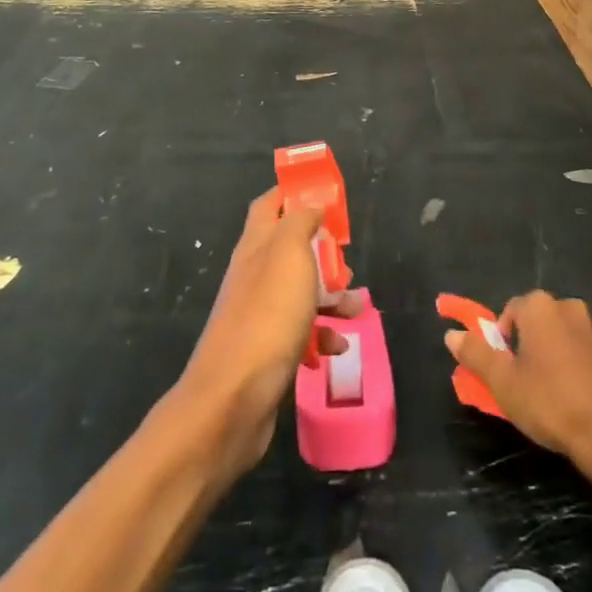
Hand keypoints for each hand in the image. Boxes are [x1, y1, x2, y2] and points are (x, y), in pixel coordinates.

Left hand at [177, 188, 360, 483]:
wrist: (234, 398)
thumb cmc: (267, 316)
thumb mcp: (289, 254)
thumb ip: (300, 222)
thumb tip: (310, 203)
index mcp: (255, 246)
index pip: (269, 205)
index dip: (294, 194)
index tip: (326, 195)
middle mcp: (254, 275)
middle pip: (290, 249)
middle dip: (323, 252)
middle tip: (347, 261)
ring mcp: (259, 314)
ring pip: (300, 292)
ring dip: (330, 296)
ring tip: (357, 307)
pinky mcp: (267, 350)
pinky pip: (300, 333)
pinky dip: (322, 336)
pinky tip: (337, 347)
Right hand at [444, 291, 591, 463]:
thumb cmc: (551, 402)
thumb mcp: (503, 382)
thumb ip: (476, 353)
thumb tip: (451, 334)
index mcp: (541, 308)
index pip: (512, 309)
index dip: (504, 338)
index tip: (506, 368)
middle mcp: (573, 308)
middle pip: (542, 321)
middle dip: (533, 344)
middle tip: (527, 380)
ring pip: (570, 336)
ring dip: (560, 354)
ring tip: (557, 392)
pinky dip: (586, 368)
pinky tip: (584, 399)